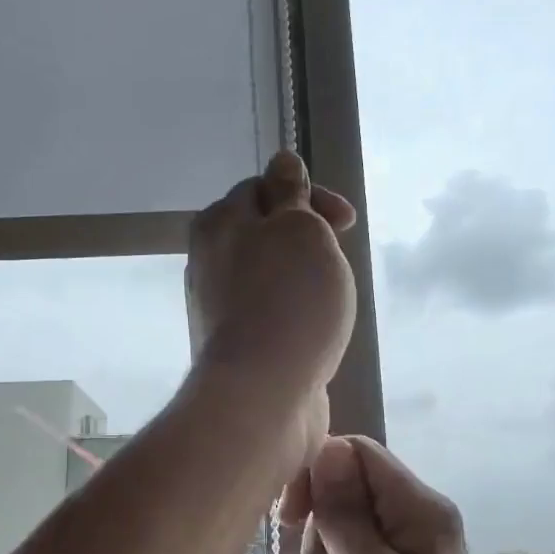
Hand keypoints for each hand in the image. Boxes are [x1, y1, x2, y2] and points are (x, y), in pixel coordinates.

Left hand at [185, 153, 357, 468]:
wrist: (262, 394)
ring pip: (268, 272)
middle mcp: (209, 260)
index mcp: (219, 223)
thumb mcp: (300, 230)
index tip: (345, 222)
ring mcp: (218, 305)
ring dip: (302, 275)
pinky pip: (268, 310)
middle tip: (335, 258)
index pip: (264, 187)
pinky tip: (313, 329)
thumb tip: (282, 159)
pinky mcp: (234, 342)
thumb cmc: (289, 301)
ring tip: (328, 296)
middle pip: (264, 230)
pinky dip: (293, 310)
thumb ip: (291, 193)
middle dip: (307, 237)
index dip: (308, 195)